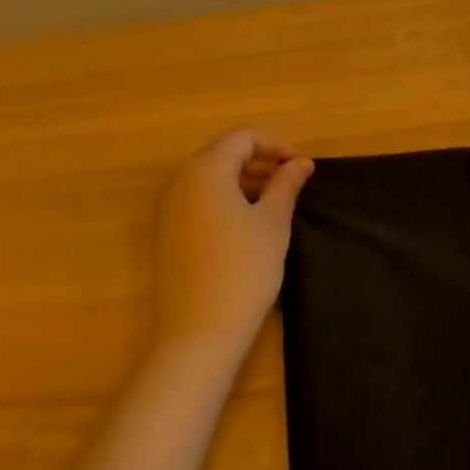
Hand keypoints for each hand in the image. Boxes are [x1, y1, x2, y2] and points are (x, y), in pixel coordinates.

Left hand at [153, 129, 313, 357]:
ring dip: (243, 178)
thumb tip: (301, 163)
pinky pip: (198, 198)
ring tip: (276, 198)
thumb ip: (286, 185)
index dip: (276, 144)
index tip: (303, 163)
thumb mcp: (272, 222)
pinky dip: (225, 197)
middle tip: (293, 178)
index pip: (242, 137)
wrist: (199, 332)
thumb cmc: (243, 270)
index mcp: (205, 169)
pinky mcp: (167, 230)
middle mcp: (180, 179)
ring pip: (210, 176)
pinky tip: (248, 219)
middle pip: (223, 152)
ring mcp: (168, 206)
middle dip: (260, 159)